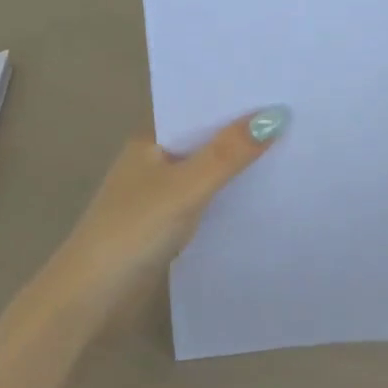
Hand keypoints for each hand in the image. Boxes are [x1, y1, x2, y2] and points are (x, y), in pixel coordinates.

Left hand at [46, 109, 287, 314]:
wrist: (91, 299)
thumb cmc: (133, 230)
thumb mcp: (186, 187)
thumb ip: (229, 153)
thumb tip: (277, 115)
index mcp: (150, 139)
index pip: (197, 107)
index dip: (234, 98)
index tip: (278, 87)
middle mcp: (154, 161)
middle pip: (205, 138)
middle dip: (242, 131)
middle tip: (296, 116)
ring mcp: (159, 194)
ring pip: (207, 170)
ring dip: (238, 165)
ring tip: (291, 148)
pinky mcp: (166, 225)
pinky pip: (205, 199)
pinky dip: (228, 195)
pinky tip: (261, 193)